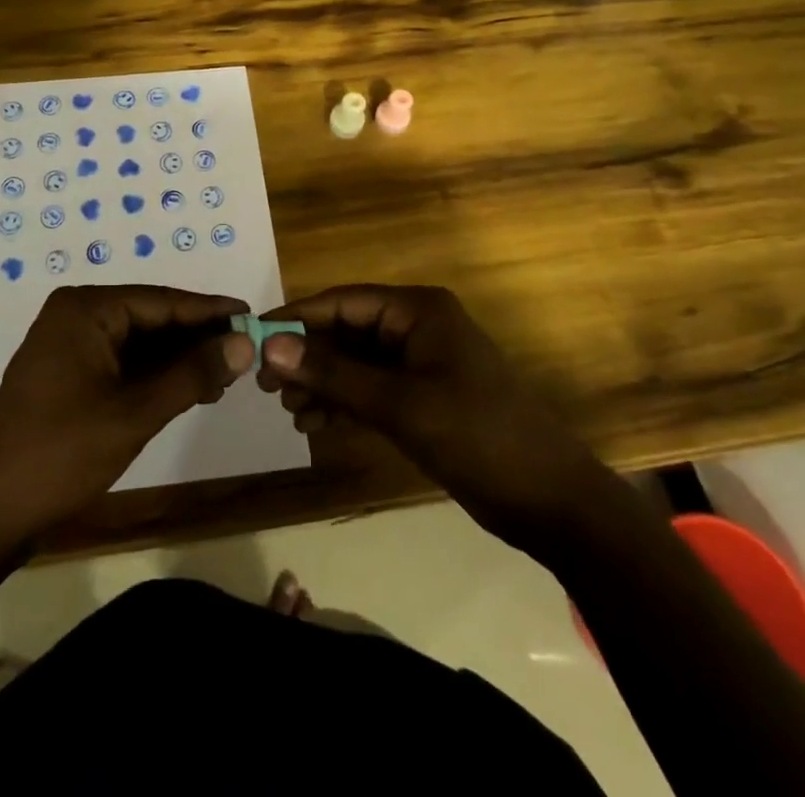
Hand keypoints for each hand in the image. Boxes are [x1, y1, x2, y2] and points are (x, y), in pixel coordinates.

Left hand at [0, 285, 254, 541]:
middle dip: (196, 337)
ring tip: (224, 375)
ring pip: (139, 341)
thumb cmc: (62, 452)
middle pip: (151, 317)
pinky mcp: (68, 372)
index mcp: (86, 309)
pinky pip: (122, 361)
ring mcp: (69, 343)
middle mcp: (77, 314)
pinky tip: (187, 389)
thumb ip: (192, 374)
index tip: (253, 316)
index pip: (162, 300)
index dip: (210, 311)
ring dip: (178, 359)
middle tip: (245, 352)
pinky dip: (154, 375)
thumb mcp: (135, 412)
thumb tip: (245, 343)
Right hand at [257, 285, 617, 548]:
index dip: (296, 317)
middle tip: (265, 385)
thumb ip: (333, 373)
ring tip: (289, 410)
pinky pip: (371, 390)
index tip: (253, 339)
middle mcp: (416, 327)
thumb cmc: (477, 436)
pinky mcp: (423, 398)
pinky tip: (315, 425)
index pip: (343, 301)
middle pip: (346, 332)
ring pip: (355, 363)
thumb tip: (270, 345)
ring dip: (322, 383)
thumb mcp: (399, 403)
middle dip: (307, 357)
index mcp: (417, 310)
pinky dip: (343, 404)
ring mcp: (420, 364)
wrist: (551, 502)